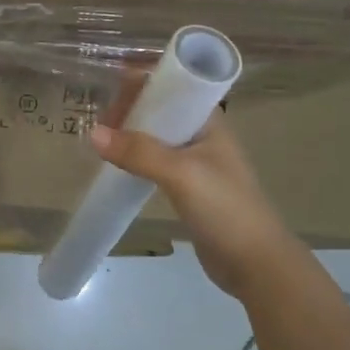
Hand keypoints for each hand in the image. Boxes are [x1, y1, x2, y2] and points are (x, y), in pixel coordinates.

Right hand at [89, 94, 308, 301]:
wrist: (256, 264)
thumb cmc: (225, 208)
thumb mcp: (180, 174)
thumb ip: (138, 152)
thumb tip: (93, 133)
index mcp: (208, 121)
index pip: (172, 87)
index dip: (142, 85)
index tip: (110, 92)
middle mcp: (202, 135)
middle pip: (160, 110)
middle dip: (130, 110)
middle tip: (99, 124)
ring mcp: (196, 163)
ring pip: (156, 138)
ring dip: (130, 136)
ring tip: (101, 142)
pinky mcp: (188, 188)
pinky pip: (155, 163)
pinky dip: (136, 160)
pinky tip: (117, 167)